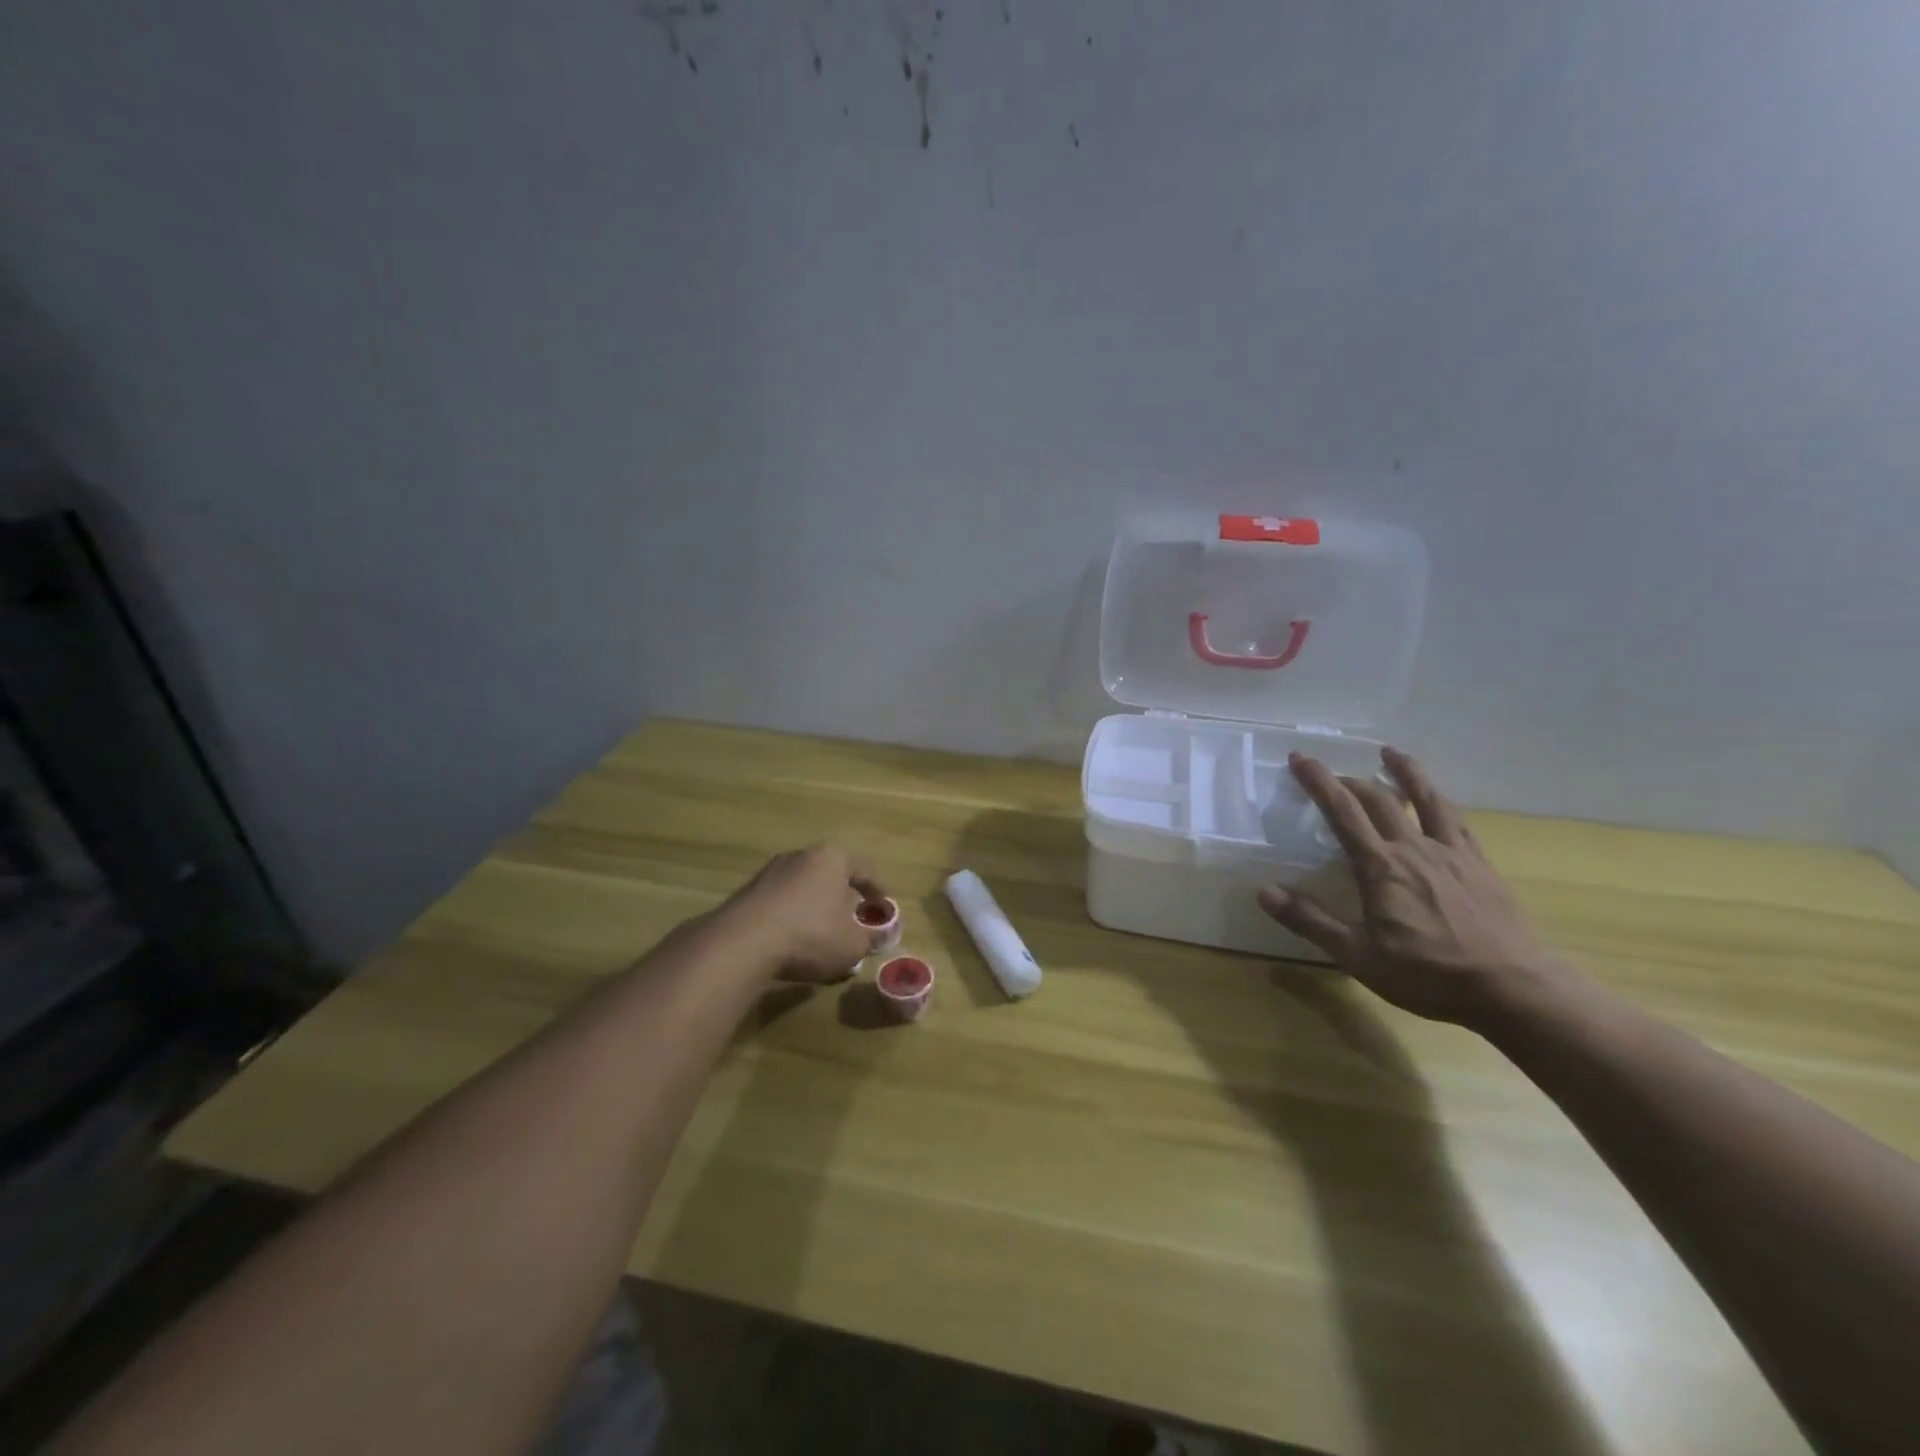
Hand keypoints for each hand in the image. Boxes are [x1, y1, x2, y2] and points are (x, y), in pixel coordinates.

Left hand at [718, 844, 888, 983]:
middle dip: (844, 897)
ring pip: (805, 887)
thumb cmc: (811, 935)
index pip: (864, 871)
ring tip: (824, 932)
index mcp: (832, 858)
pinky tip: (795, 939)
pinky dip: (793, 916)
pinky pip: (782, 902)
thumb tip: (881, 935)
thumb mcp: (853, 944)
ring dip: (816, 907)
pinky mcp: (749, 891)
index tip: (884, 908)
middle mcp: (802, 855)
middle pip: (832, 875)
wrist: (743, 943)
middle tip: (854, 919)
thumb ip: (871, 938)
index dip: (878, 891)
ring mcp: (771, 871)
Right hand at [1257, 747, 1568, 1026]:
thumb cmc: (1429, 974)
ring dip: (1405, 772)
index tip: (1300, 758)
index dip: (1319, 782)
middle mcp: (1414, 849)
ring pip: (1425, 799)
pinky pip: (1457, 822)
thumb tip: (1264, 891)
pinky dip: (1440, 801)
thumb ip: (1310, 921)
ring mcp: (1452, 854)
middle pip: (1379, 800)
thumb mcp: (1358, 955)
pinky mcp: (1480, 866)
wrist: (1515, 988)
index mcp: (1380, 867)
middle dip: (1350, 780)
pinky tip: (1439, 800)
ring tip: (1391, 753)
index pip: (1342, 812)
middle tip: (1331, 772)